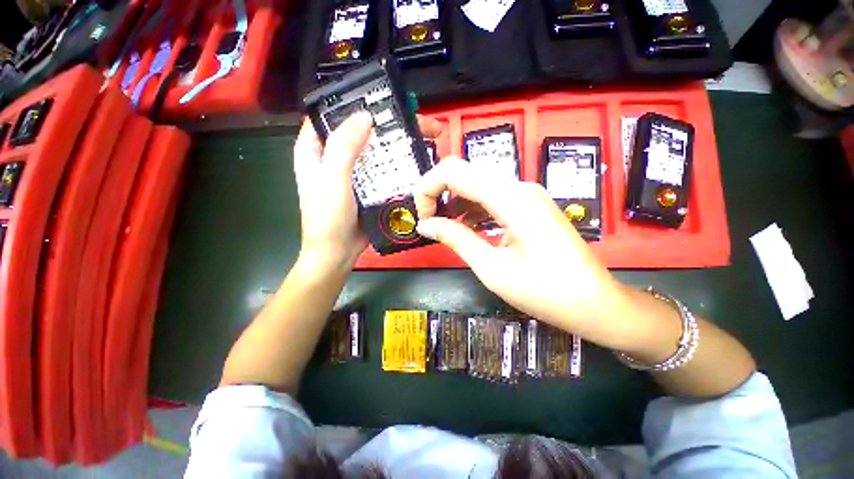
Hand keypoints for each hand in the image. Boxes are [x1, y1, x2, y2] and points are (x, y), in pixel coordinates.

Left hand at [293, 112, 442, 268]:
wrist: (338, 252)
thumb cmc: (328, 218)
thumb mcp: (331, 180)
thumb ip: (343, 148)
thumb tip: (365, 116)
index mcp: (314, 149)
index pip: (331, 114)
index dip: (353, 103)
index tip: (381, 98)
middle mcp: (333, 156)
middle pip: (359, 131)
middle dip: (384, 124)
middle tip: (411, 121)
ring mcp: (353, 172)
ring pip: (374, 150)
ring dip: (393, 145)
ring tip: (419, 138)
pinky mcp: (368, 186)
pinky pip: (382, 170)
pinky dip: (396, 165)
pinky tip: (413, 161)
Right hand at [414, 158, 633, 348]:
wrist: (595, 302)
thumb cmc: (545, 292)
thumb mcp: (493, 269)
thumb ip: (456, 239)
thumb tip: (424, 224)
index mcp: (510, 198)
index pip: (454, 171)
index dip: (428, 187)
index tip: (422, 217)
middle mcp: (518, 186)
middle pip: (465, 172)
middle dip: (438, 193)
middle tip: (429, 223)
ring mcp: (525, 194)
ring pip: (477, 184)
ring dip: (454, 201)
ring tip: (444, 228)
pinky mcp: (528, 204)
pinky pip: (491, 197)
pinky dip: (471, 208)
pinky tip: (465, 228)